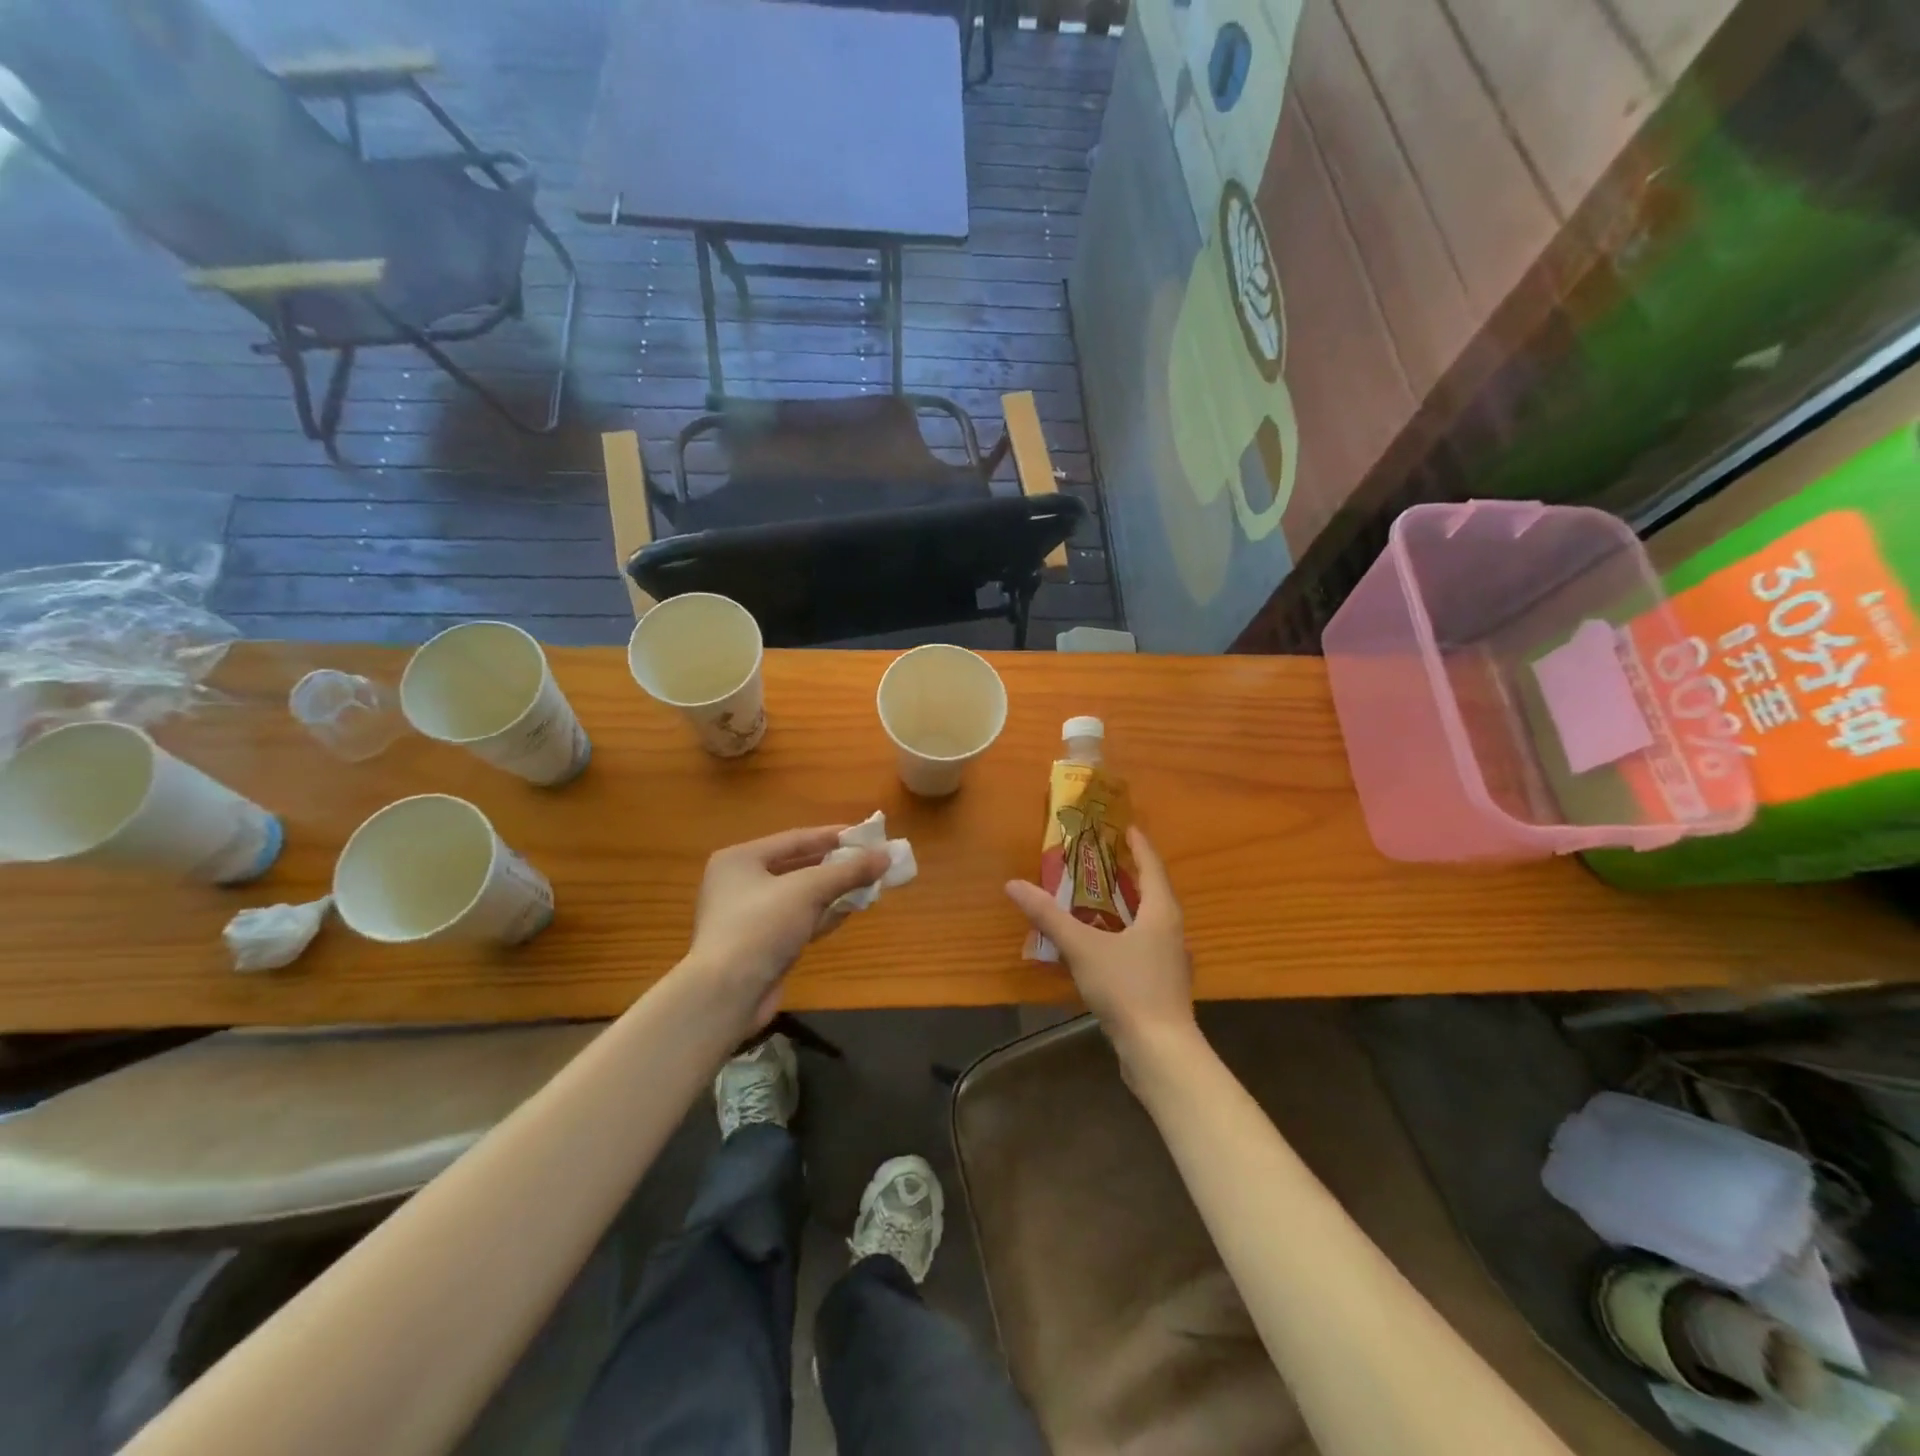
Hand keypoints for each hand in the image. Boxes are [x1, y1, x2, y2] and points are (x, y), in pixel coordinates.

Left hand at [684, 826, 888, 1030]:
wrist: (726, 995)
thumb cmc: (761, 926)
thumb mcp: (807, 890)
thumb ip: (848, 871)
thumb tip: (885, 856)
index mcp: (740, 860)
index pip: (795, 839)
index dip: (832, 835)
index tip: (866, 835)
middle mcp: (740, 883)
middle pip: (797, 867)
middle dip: (835, 866)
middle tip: (870, 861)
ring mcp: (749, 917)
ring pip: (800, 896)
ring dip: (833, 891)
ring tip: (869, 883)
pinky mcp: (761, 945)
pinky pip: (798, 920)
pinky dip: (822, 915)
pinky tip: (850, 911)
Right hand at [1005, 826, 1197, 1067]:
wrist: (1160, 1052)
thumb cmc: (1127, 989)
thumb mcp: (1082, 948)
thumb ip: (1049, 916)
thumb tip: (1014, 885)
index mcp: (1161, 914)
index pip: (1152, 868)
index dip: (1140, 846)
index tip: (1127, 827)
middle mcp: (1172, 932)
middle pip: (1154, 894)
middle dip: (1132, 875)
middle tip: (1106, 860)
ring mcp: (1171, 962)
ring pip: (1150, 924)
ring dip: (1129, 908)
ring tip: (1102, 900)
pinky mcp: (1164, 987)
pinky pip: (1144, 948)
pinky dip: (1126, 937)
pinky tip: (1106, 948)